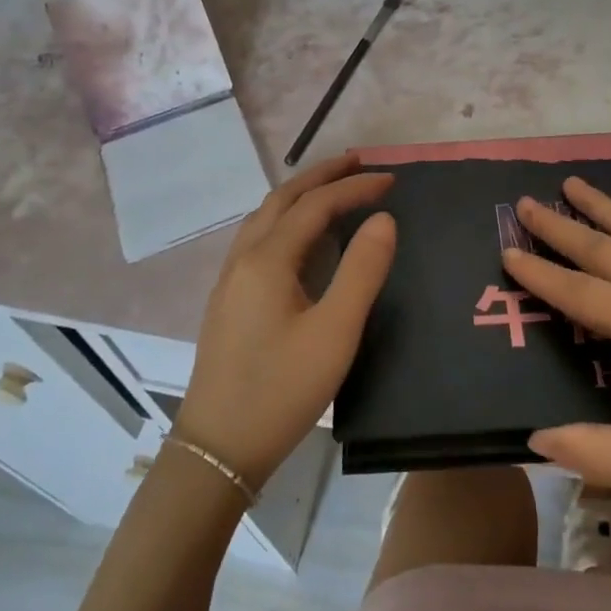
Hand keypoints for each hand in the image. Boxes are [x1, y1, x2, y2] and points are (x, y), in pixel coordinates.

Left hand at [175, 154, 394, 492]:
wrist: (218, 448)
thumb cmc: (282, 389)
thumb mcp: (335, 332)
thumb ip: (362, 270)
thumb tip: (383, 219)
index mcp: (268, 259)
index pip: (316, 205)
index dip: (354, 187)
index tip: (391, 179)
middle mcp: (244, 258)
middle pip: (283, 199)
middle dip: (322, 175)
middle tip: (359, 162)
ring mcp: (230, 279)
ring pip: (266, 217)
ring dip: (300, 194)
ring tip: (333, 188)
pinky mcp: (229, 299)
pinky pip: (259, 238)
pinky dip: (286, 218)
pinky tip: (300, 236)